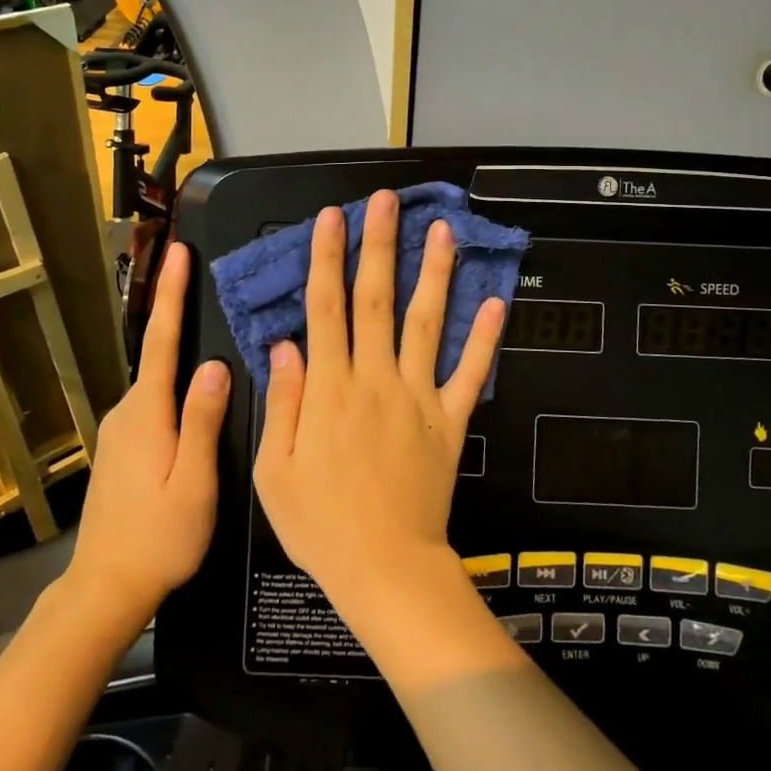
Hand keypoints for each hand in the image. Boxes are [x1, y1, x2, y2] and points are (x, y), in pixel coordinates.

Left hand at [61, 242, 227, 628]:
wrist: (106, 588)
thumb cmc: (159, 538)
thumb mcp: (194, 483)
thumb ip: (203, 422)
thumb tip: (215, 364)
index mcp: (147, 414)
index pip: (161, 341)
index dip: (171, 294)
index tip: (177, 252)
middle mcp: (128, 412)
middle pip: (159, 353)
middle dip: (178, 313)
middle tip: (206, 280)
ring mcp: (120, 430)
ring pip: (158, 380)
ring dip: (179, 353)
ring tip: (212, 338)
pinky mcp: (122, 447)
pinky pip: (154, 401)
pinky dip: (174, 385)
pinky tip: (195, 396)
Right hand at [255, 192, 505, 621]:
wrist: (385, 568)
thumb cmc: (320, 524)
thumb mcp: (275, 469)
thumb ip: (283, 401)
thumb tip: (285, 344)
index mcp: (330, 389)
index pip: (326, 308)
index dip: (327, 259)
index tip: (332, 218)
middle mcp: (375, 379)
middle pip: (377, 299)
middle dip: (379, 245)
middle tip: (386, 202)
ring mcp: (418, 396)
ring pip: (425, 322)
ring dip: (434, 273)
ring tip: (442, 230)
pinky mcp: (451, 419)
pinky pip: (470, 373)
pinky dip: (484, 338)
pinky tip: (495, 302)